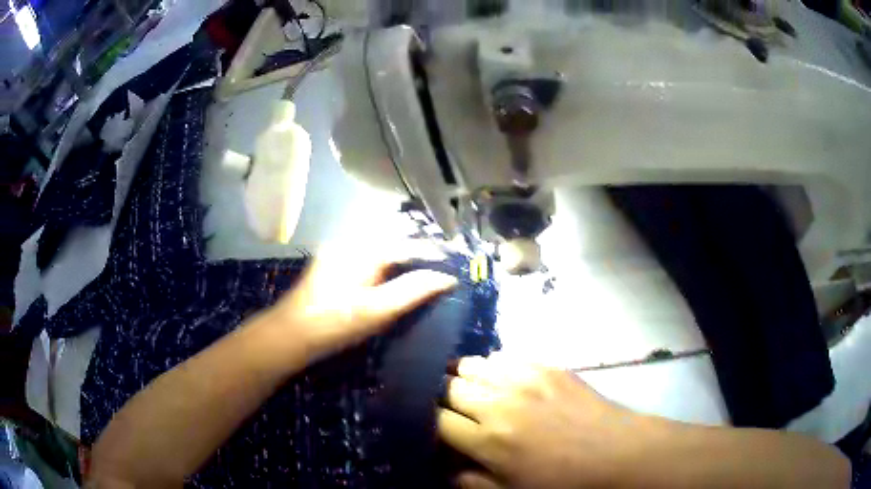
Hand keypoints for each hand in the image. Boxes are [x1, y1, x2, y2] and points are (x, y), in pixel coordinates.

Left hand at [271, 241, 457, 358]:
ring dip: (404, 250)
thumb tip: (447, 278)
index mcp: (366, 249)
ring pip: (382, 241)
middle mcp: (353, 239)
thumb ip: (414, 291)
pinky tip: (394, 271)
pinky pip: (368, 249)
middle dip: (421, 247)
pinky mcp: (333, 259)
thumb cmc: (336, 323)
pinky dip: (387, 256)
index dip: (436, 255)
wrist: (291, 332)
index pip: (411, 245)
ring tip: (424, 266)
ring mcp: (340, 247)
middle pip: (397, 236)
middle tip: (443, 263)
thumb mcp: (378, 311)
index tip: (456, 265)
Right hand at [438, 355, 643, 488]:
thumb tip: (444, 464)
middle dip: (440, 397)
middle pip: (448, 386)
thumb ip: (468, 480)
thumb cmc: (562, 480)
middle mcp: (500, 402)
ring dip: (463, 377)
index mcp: (488, 439)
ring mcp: (525, 378)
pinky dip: (493, 367)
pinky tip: (501, 381)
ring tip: (470, 390)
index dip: (427, 422)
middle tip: (447, 408)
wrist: (616, 452)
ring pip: (472, 364)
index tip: (432, 426)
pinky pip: (504, 356)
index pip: (435, 419)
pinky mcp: (546, 366)